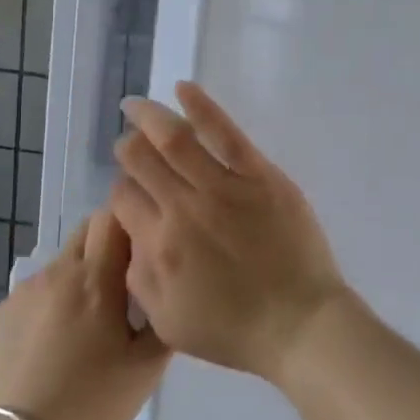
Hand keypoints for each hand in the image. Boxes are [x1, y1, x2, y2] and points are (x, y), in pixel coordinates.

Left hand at [0, 212, 167, 419]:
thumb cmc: (94, 401)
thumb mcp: (147, 367)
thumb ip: (163, 319)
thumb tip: (165, 292)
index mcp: (96, 277)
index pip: (113, 216)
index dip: (132, 223)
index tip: (146, 248)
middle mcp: (58, 271)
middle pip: (87, 230)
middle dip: (109, 243)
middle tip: (124, 282)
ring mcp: (26, 290)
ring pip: (63, 261)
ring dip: (82, 274)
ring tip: (90, 320)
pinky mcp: (4, 311)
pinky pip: (39, 289)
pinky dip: (55, 299)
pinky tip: (57, 340)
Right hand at [110, 82, 351, 384]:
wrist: (299, 325)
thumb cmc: (234, 330)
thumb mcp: (167, 322)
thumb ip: (138, 276)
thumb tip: (131, 234)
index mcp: (158, 246)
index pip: (122, 199)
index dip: (120, 191)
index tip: (129, 192)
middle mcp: (183, 209)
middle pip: (140, 161)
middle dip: (127, 148)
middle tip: (128, 144)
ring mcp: (223, 187)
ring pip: (175, 139)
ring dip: (149, 117)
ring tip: (135, 106)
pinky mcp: (259, 175)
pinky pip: (225, 133)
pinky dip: (201, 107)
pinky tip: (183, 89)